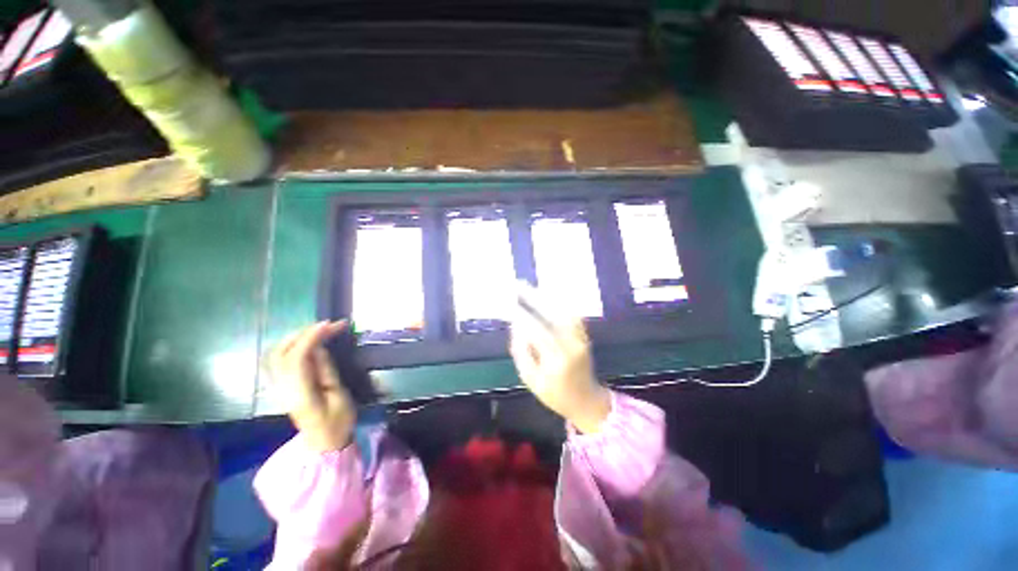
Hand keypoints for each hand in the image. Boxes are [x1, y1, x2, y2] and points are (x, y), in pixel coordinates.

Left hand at [270, 321, 355, 451]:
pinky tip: (309, 342)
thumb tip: (320, 349)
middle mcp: (284, 388)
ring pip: (277, 355)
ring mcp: (281, 388)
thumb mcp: (340, 397)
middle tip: (327, 325)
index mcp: (300, 393)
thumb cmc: (337, 423)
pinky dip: (293, 346)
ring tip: (320, 330)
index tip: (329, 325)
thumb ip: (327, 372)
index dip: (311, 338)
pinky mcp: (284, 387)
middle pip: (280, 354)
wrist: (324, 444)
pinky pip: (281, 360)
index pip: (297, 358)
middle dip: (302, 333)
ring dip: (296, 338)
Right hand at [510, 285, 610, 433]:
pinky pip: (572, 313)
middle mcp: (571, 344)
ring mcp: (581, 338)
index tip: (508, 304)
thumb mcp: (531, 380)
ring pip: (563, 310)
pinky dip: (559, 302)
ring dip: (545, 296)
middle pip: (551, 314)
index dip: (521, 315)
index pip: (536, 330)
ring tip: (529, 287)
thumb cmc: (555, 394)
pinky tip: (547, 295)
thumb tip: (516, 326)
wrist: (587, 400)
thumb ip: (521, 352)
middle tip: (517, 285)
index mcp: (556, 360)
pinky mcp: (585, 335)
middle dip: (533, 297)